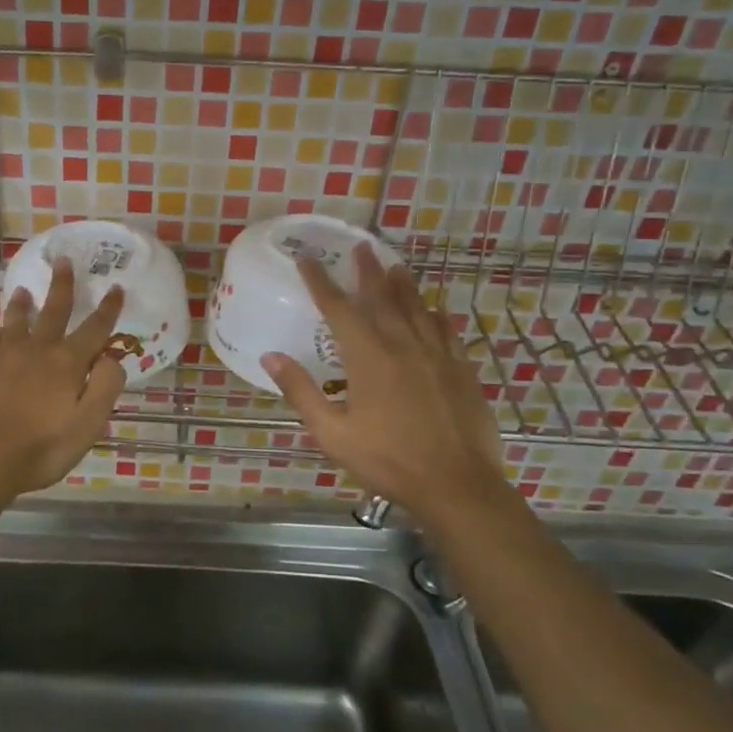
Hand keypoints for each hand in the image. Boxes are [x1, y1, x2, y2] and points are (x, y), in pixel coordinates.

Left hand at [0, 258, 127, 497]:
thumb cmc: (39, 449)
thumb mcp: (87, 427)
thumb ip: (105, 388)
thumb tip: (112, 358)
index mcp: (67, 363)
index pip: (94, 329)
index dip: (108, 309)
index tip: (116, 288)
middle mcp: (36, 350)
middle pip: (53, 311)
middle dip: (62, 286)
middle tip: (64, 261)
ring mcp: (2, 357)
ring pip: (15, 321)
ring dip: (22, 304)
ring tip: (22, 290)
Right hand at [263, 245, 512, 522]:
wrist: (458, 485)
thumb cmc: (388, 461)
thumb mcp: (332, 433)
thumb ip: (302, 392)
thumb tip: (271, 356)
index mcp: (368, 358)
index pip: (339, 309)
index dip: (321, 282)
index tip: (308, 260)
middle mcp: (403, 346)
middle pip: (383, 298)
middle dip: (368, 271)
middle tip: (362, 247)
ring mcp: (437, 356)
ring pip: (418, 309)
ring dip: (403, 285)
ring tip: (395, 266)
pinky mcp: (462, 370)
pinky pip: (447, 332)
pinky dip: (436, 316)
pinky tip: (435, 312)